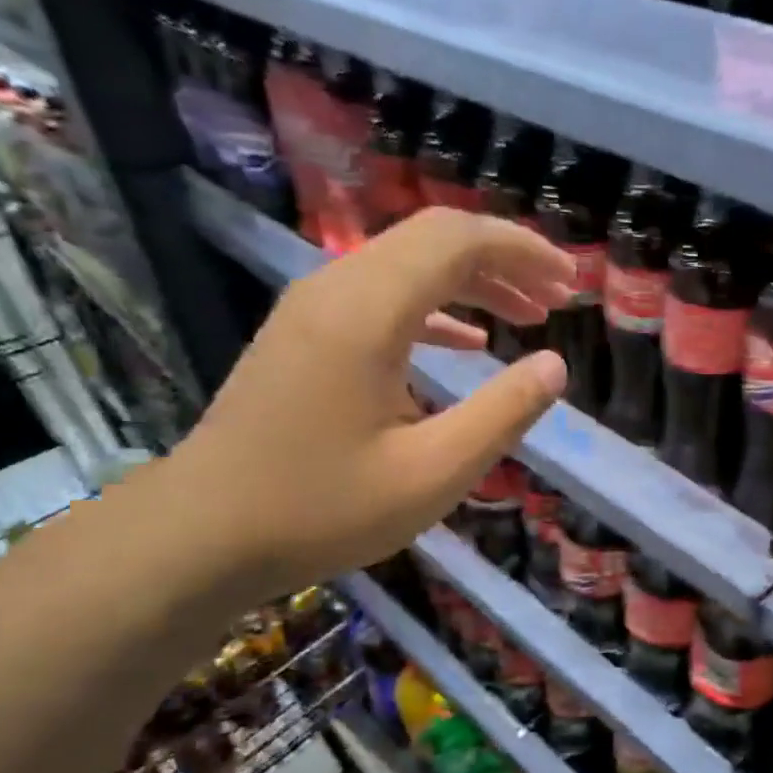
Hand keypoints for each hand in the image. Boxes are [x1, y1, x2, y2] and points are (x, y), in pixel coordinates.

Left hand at [143, 207, 573, 602]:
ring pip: (408, 265)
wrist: (203, 533)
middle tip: (558, 296)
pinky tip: (470, 343)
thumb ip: (503, 414)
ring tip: (528, 314)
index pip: (457, 240)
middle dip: (504, 259)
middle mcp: (336, 290)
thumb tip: (555, 366)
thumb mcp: (433, 473)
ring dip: (473, 281)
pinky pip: (382, 296)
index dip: (522, 250)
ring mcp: (313, 310)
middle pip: (432, 239)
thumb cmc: (323, 508)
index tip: (570, 282)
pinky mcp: (305, 335)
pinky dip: (436, 308)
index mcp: (367, 313)